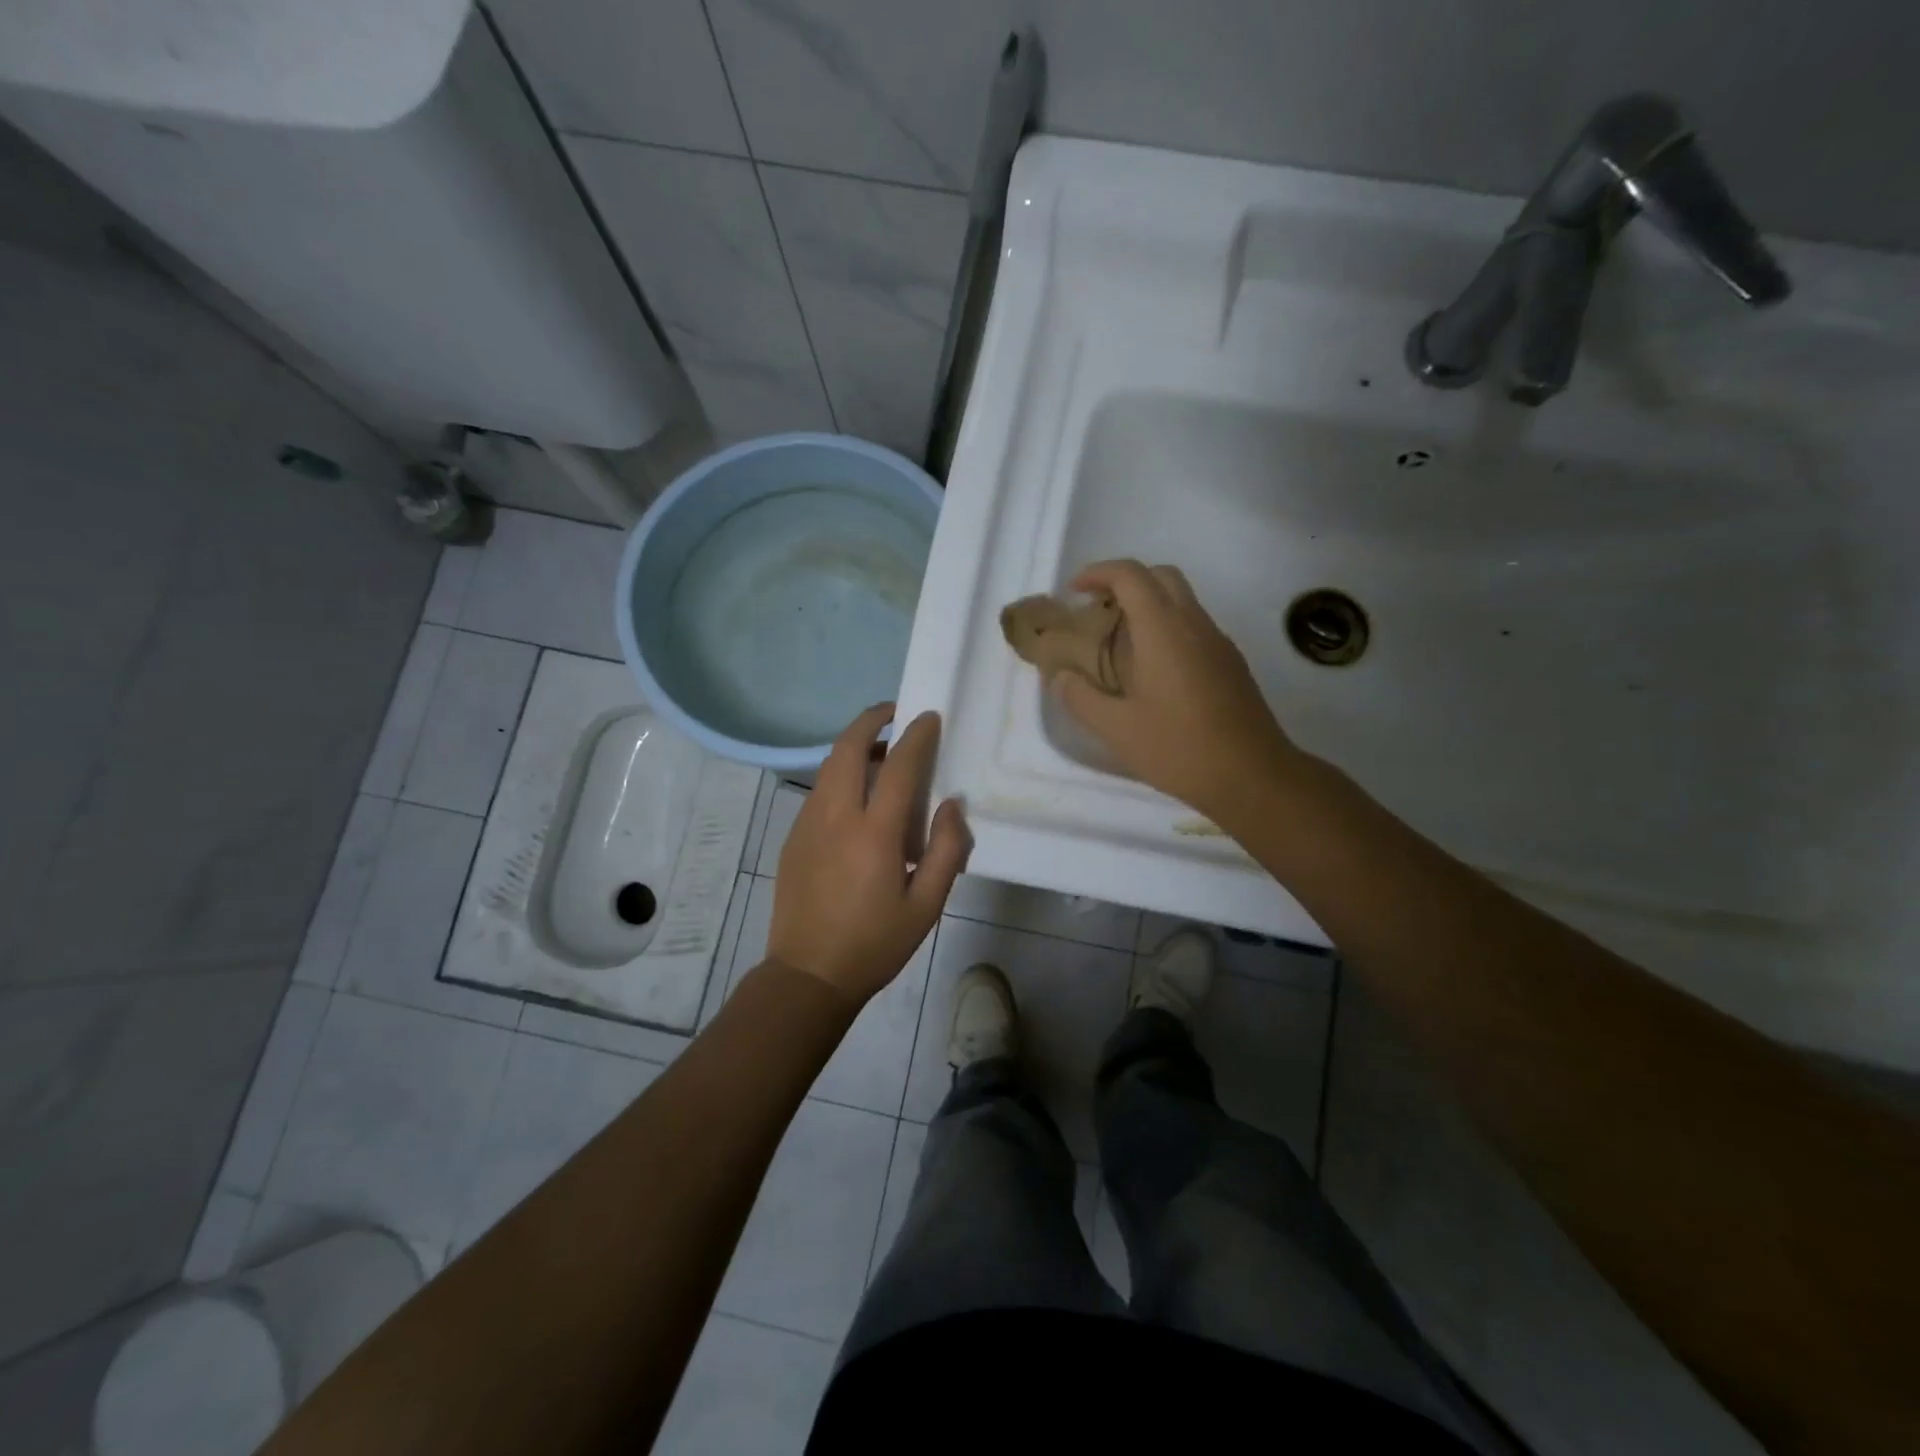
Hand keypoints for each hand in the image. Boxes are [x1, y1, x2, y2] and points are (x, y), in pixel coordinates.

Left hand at [768, 705, 971, 1003]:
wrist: (808, 975)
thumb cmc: (874, 944)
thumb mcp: (926, 906)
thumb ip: (946, 850)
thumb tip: (951, 806)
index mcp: (873, 834)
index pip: (897, 766)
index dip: (916, 736)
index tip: (929, 717)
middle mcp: (835, 817)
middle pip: (847, 748)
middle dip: (870, 720)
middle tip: (895, 714)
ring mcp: (807, 824)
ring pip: (828, 766)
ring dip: (853, 747)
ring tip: (880, 755)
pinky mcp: (793, 837)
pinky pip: (819, 790)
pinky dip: (839, 775)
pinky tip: (857, 798)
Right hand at [1050, 561, 1302, 820]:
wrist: (1253, 776)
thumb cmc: (1179, 748)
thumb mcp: (1116, 729)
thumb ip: (1081, 698)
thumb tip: (1061, 677)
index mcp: (1163, 630)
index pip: (1130, 575)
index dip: (1098, 572)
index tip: (1074, 591)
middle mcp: (1194, 624)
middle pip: (1161, 576)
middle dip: (1126, 582)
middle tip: (1098, 610)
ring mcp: (1218, 642)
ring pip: (1182, 601)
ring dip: (1148, 606)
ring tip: (1119, 643)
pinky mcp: (1231, 663)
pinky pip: (1194, 627)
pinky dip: (1167, 629)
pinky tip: (1152, 671)